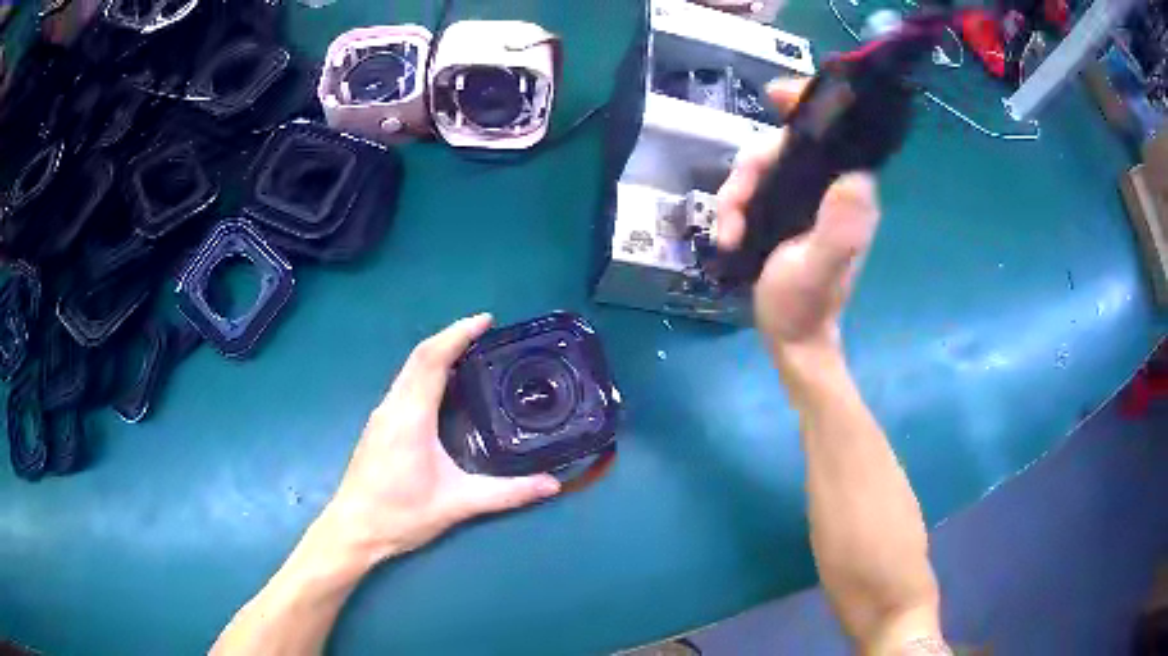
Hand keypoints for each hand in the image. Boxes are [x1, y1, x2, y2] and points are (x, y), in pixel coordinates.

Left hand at [318, 314, 560, 565]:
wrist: (352, 529)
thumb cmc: (400, 515)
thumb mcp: (457, 505)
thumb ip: (506, 494)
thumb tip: (552, 485)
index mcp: (410, 417)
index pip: (432, 360)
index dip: (458, 334)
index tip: (486, 320)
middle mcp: (393, 407)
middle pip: (419, 357)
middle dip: (451, 337)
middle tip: (486, 334)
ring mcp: (382, 415)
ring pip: (409, 370)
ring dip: (437, 354)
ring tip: (471, 355)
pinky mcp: (379, 426)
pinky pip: (405, 385)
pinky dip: (427, 372)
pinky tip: (443, 388)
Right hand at [716, 78, 880, 353]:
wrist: (791, 338)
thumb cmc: (805, 306)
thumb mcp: (818, 270)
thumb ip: (838, 230)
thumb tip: (853, 177)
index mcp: (847, 194)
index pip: (835, 133)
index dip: (806, 105)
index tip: (774, 95)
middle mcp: (829, 188)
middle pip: (783, 146)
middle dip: (751, 169)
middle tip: (733, 206)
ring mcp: (805, 198)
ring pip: (762, 165)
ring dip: (736, 193)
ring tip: (728, 232)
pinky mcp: (785, 209)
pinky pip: (753, 187)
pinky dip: (734, 206)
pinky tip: (728, 234)